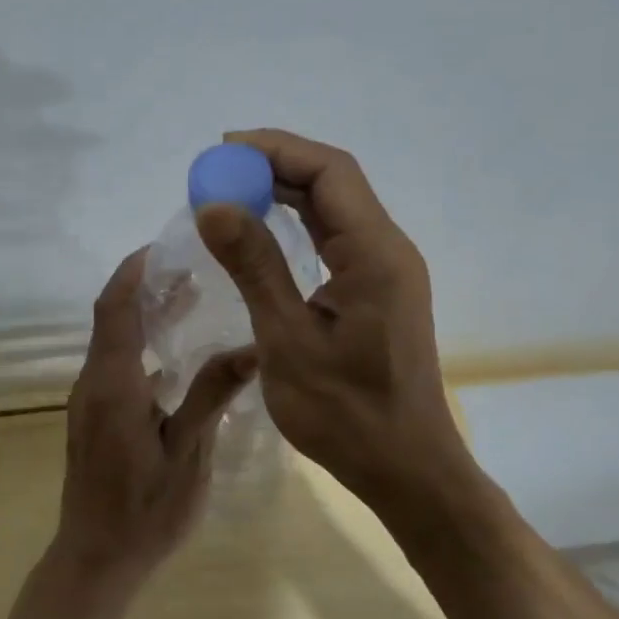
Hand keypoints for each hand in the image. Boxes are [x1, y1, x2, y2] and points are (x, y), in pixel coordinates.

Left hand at [55, 248, 257, 579]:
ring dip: (144, 316)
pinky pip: (115, 366)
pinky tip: (177, 356)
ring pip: (112, 342)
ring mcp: (90, 402)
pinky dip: (141, 346)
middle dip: (144, 287)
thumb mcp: (188, 453)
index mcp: (113, 384)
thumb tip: (253, 346)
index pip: (115, 308)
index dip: (134, 271)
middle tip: (190, 267)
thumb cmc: (144, 510)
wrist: (96, 558)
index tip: (164, 246)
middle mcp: (93, 384)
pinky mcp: (94, 418)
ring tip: (190, 298)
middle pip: (112, 318)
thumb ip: (212, 395)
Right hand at [196, 129, 474, 510]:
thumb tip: (213, 205)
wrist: (405, 468)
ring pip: (335, 208)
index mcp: (375, 254)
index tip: (221, 153)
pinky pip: (336, 237)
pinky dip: (297, 223)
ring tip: (231, 193)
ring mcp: (386, 270)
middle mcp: (388, 249)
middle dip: (275, 166)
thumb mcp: (287, 339)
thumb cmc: (345, 413)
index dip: (275, 150)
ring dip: (285, 192)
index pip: (329, 172)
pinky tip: (263, 230)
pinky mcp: (377, 290)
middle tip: (217, 173)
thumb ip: (254, 267)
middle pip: (334, 182)